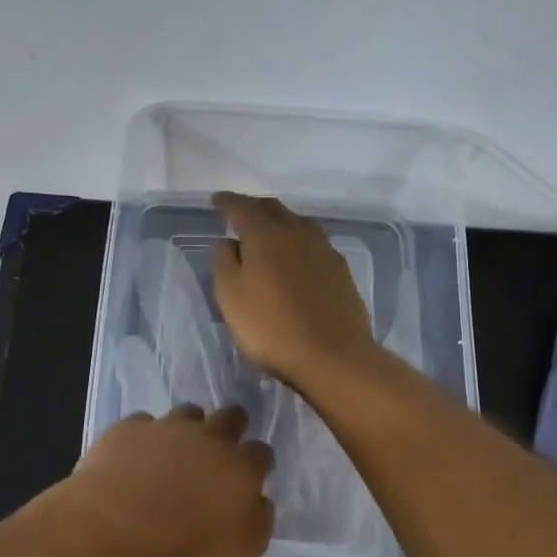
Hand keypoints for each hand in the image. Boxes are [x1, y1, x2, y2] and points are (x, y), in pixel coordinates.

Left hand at [64, 404, 274, 556]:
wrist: (116, 530)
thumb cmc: (186, 548)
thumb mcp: (240, 550)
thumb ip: (258, 520)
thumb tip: (260, 500)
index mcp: (241, 466)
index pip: (261, 452)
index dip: (257, 462)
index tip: (250, 475)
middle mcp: (209, 437)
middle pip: (230, 416)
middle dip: (231, 426)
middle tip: (220, 447)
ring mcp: (166, 428)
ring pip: (187, 412)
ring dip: (188, 426)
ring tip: (177, 448)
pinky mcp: (128, 429)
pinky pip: (142, 423)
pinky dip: (144, 436)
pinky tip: (135, 454)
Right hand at [211, 192, 377, 387]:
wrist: (332, 355)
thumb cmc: (271, 328)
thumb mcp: (230, 297)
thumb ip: (223, 262)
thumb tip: (228, 241)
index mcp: (266, 235)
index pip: (242, 207)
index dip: (227, 202)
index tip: (216, 200)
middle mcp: (297, 233)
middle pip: (273, 208)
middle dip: (254, 207)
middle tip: (240, 213)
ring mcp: (323, 250)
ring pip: (298, 223)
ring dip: (279, 221)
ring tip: (268, 231)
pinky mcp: (340, 270)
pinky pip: (314, 243)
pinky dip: (298, 241)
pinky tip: (296, 256)